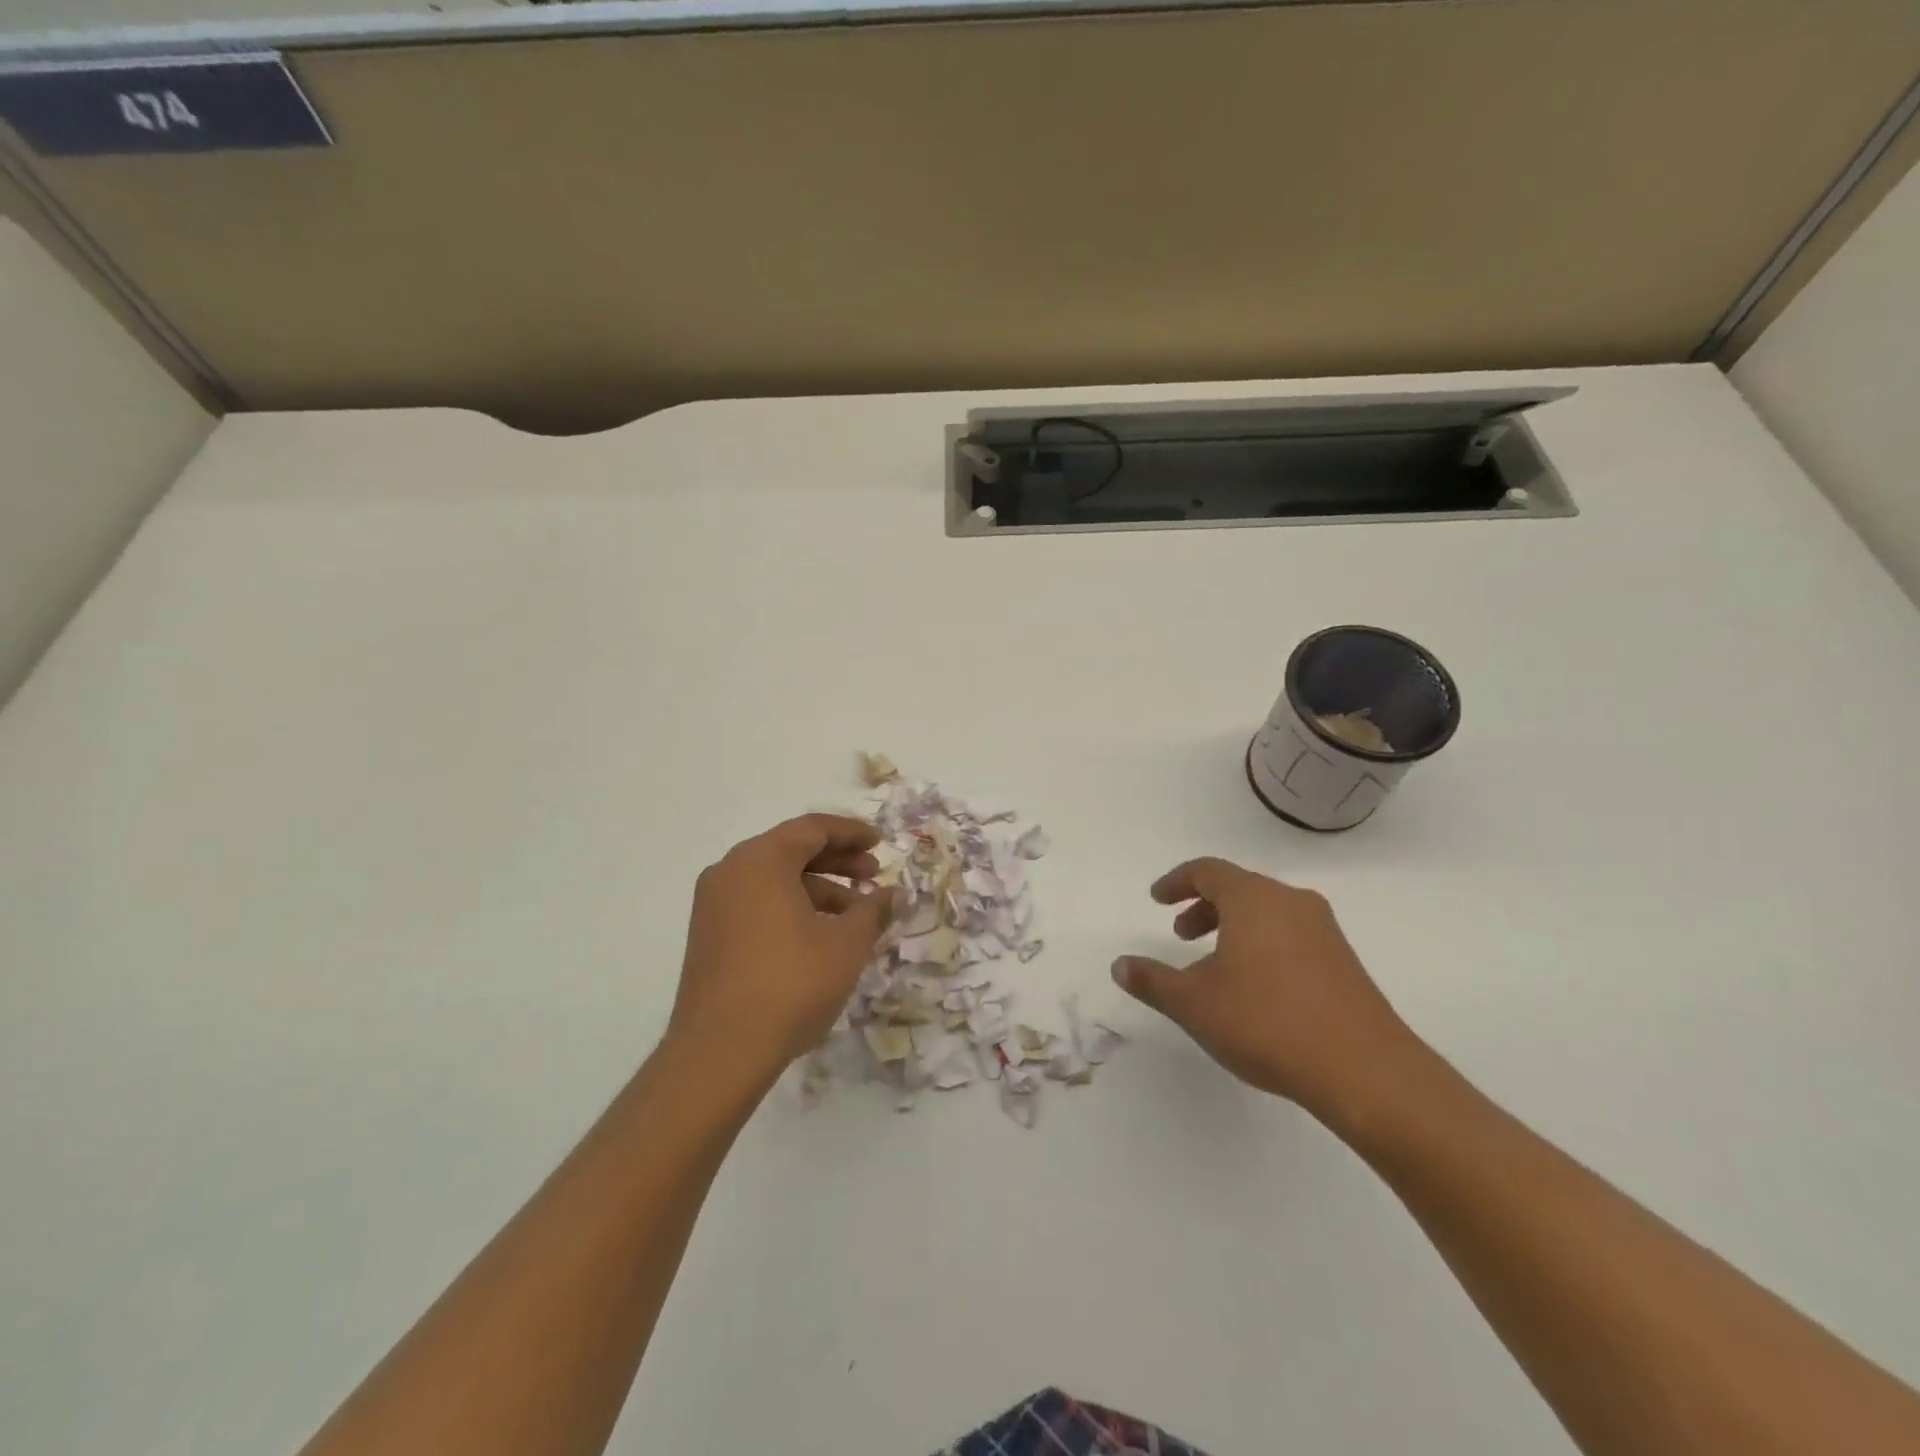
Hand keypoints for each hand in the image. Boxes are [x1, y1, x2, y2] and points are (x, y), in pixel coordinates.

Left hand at [666, 814, 890, 1092]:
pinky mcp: (709, 934)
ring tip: (855, 915)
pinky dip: (792, 907)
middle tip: (873, 876)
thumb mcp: (846, 944)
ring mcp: (714, 903)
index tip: (881, 843)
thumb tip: (894, 893)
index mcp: (761, 860)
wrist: (720, 1051)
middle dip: (838, 861)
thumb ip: (874, 910)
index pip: (812, 829)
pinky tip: (821, 935)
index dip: (852, 833)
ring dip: (818, 888)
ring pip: (775, 879)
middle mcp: (731, 871)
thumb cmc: (791, 984)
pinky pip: (758, 902)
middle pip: (792, 850)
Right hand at [1112, 857, 1420, 1123]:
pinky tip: (1255, 987)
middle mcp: (1290, 902)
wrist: (1365, 1070)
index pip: (1207, 871)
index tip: (1157, 900)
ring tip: (1214, 965)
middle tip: (1180, 934)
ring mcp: (1323, 930)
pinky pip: (1290, 934)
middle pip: (1238, 888)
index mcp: (1253, 899)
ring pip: (1266, 912)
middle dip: (1203, 906)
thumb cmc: (1267, 1023)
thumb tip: (1120, 965)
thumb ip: (1153, 981)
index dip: (1176, 881)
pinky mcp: (1344, 960)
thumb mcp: (1194, 1004)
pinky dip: (1261, 943)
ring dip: (1232, 927)